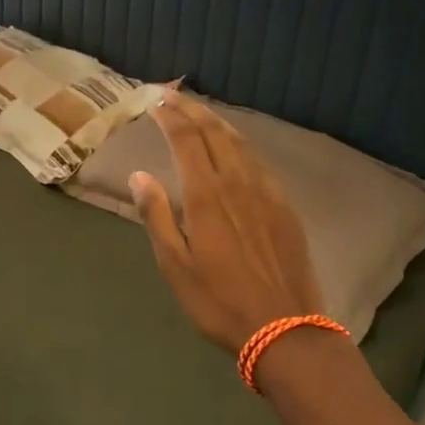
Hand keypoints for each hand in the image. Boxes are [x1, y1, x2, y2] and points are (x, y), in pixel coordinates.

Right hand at [130, 91, 326, 355]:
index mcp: (206, 195)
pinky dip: (241, 144)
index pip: (185, 140)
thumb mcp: (175, 265)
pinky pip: (260, 161)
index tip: (155, 102)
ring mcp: (266, 192)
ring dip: (217, 122)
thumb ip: (156, 215)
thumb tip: (139, 175)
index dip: (170, 116)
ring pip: (240, 143)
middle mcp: (237, 182)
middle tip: (173, 95)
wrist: (285, 329)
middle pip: (214, 132)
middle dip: (192, 109)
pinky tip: (236, 148)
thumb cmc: (219, 301)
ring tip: (200, 112)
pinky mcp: (285, 206)